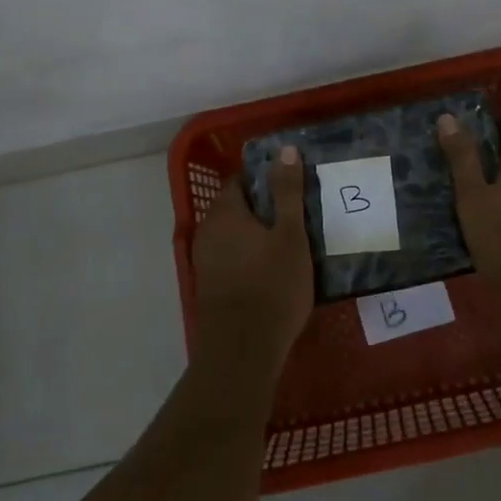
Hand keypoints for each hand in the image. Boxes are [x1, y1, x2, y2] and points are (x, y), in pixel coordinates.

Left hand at [191, 145, 313, 386]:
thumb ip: (287, 192)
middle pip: (235, 207)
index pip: (239, 180)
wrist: (242, 351)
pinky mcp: (209, 286)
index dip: (264, 179)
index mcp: (225, 212)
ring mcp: (204, 260)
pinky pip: (230, 258)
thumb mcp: (290, 235)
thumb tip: (285, 149)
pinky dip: (248, 257)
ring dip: (255, 235)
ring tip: (289, 244)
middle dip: (262, 208)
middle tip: (296, 216)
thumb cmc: (272, 286)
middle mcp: (207, 231)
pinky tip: (271, 271)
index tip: (290, 187)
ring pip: (232, 235)